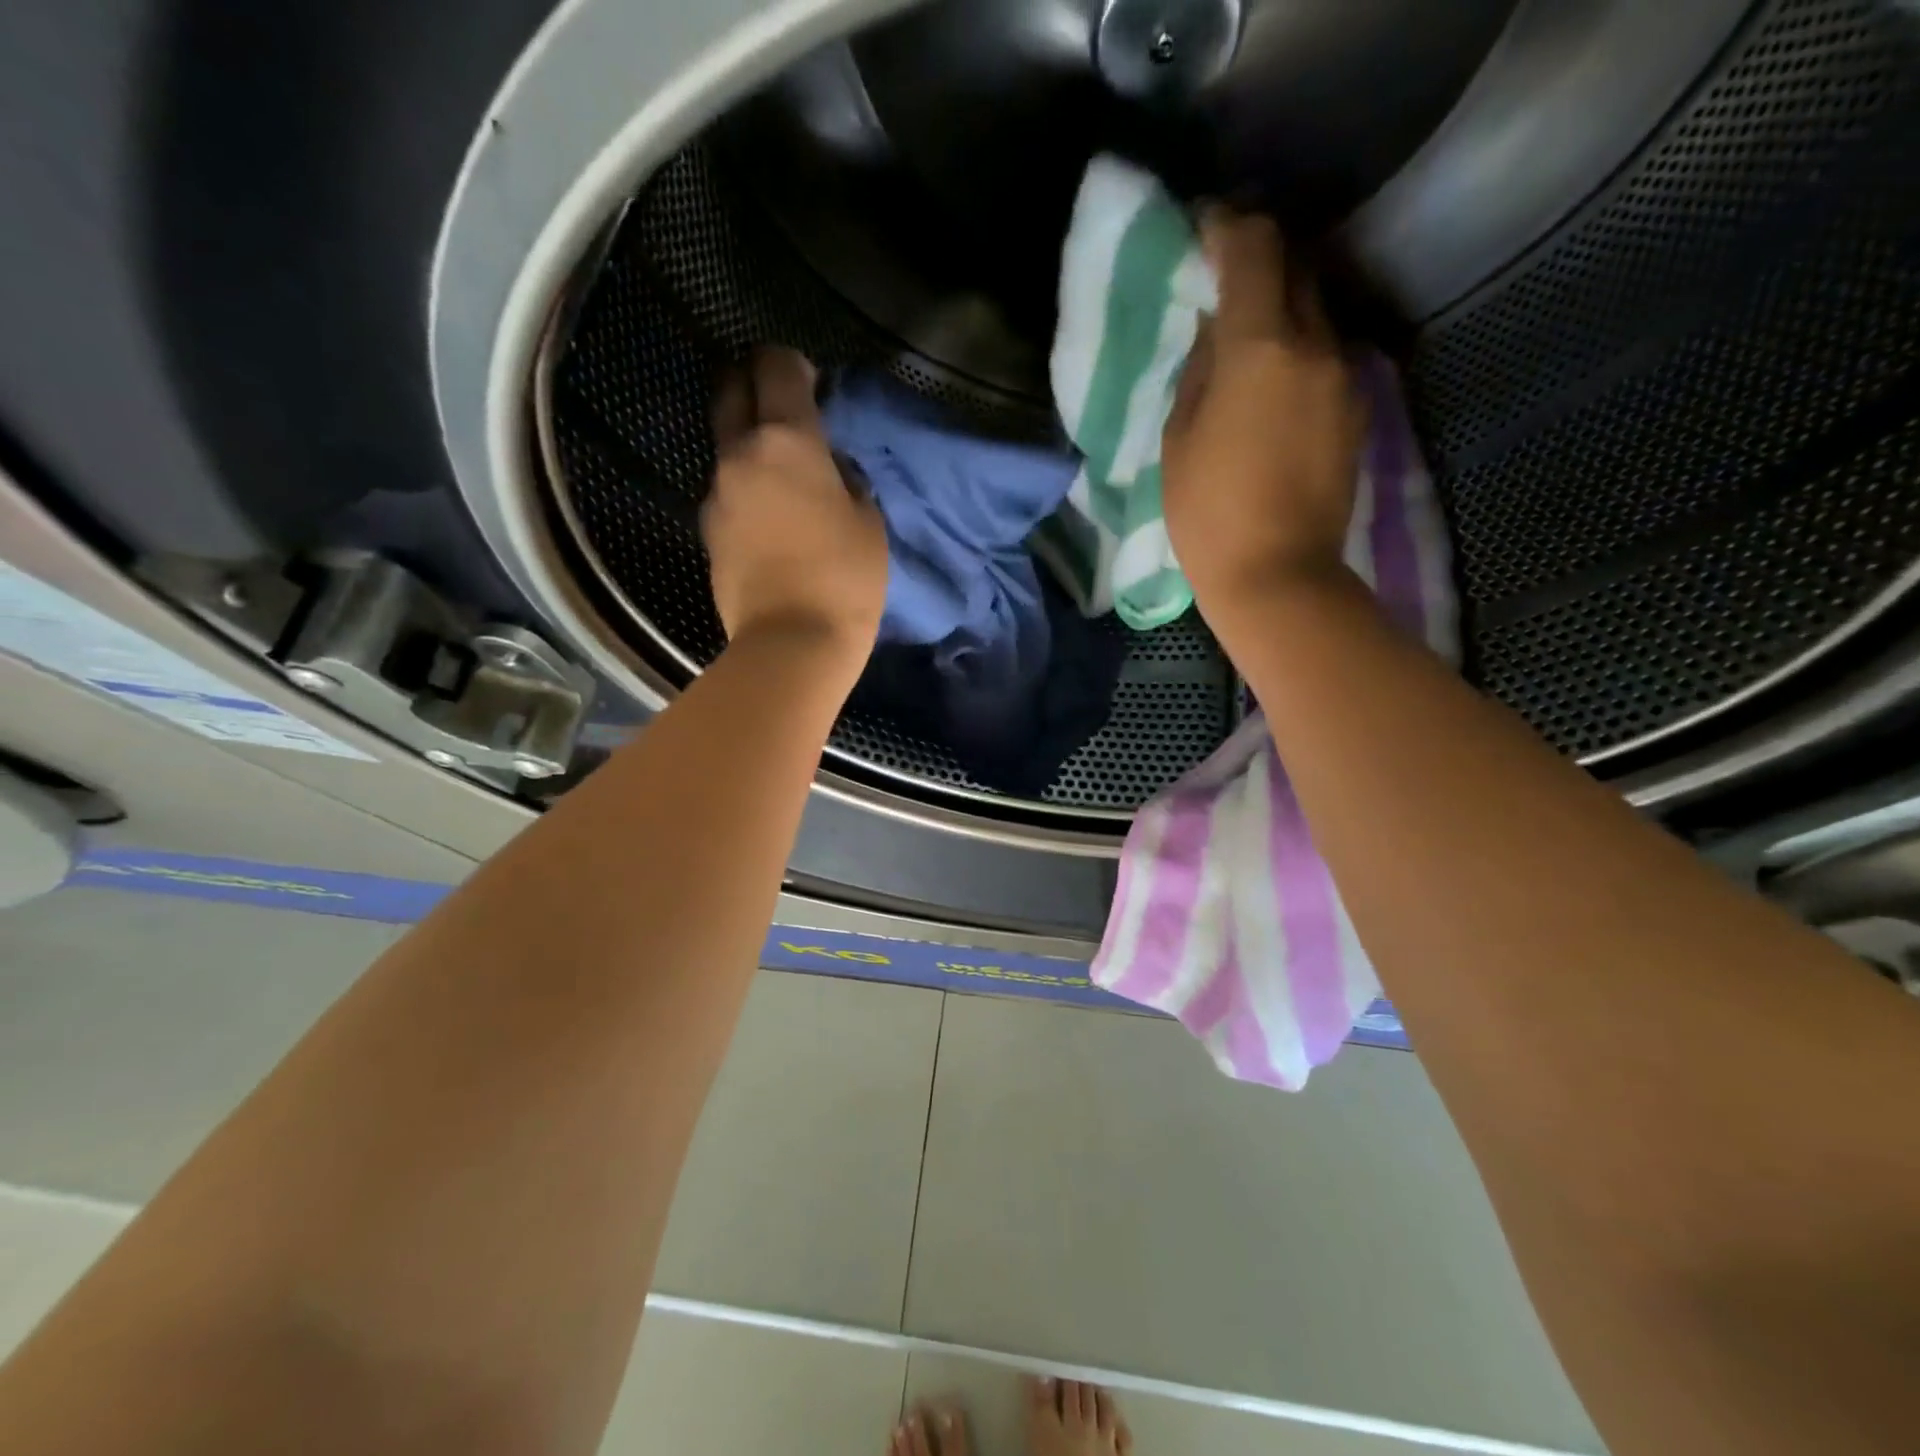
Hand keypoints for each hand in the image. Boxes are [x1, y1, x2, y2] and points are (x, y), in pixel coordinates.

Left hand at [702, 347, 888, 671]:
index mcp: (786, 441)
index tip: (810, 378)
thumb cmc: (844, 578)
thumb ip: (846, 480)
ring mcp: (716, 493)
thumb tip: (829, 469)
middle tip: (782, 401)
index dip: (793, 362)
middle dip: (753, 382)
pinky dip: (745, 485)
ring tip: (782, 471)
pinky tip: (770, 513)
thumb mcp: (868, 521)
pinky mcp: (708, 530)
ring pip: (727, 444)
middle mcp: (741, 455)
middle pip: (731, 390)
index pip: (776, 368)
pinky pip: (727, 488)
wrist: (791, 643)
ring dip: (750, 441)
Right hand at [1162, 209, 1366, 644]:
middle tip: (1222, 279)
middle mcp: (1316, 345)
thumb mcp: (1179, 438)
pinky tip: (1272, 384)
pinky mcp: (1357, 409)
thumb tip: (1218, 329)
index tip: (1204, 228)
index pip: (1254, 248)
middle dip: (1260, 260)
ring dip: (1282, 308)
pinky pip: (1327, 355)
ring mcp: (1345, 376)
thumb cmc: (1208, 514)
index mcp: (1261, 348)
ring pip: (1316, 312)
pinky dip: (1299, 349)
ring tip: (1246, 337)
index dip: (1227, 226)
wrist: (1278, 575)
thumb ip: (1200, 369)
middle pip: (1296, 268)